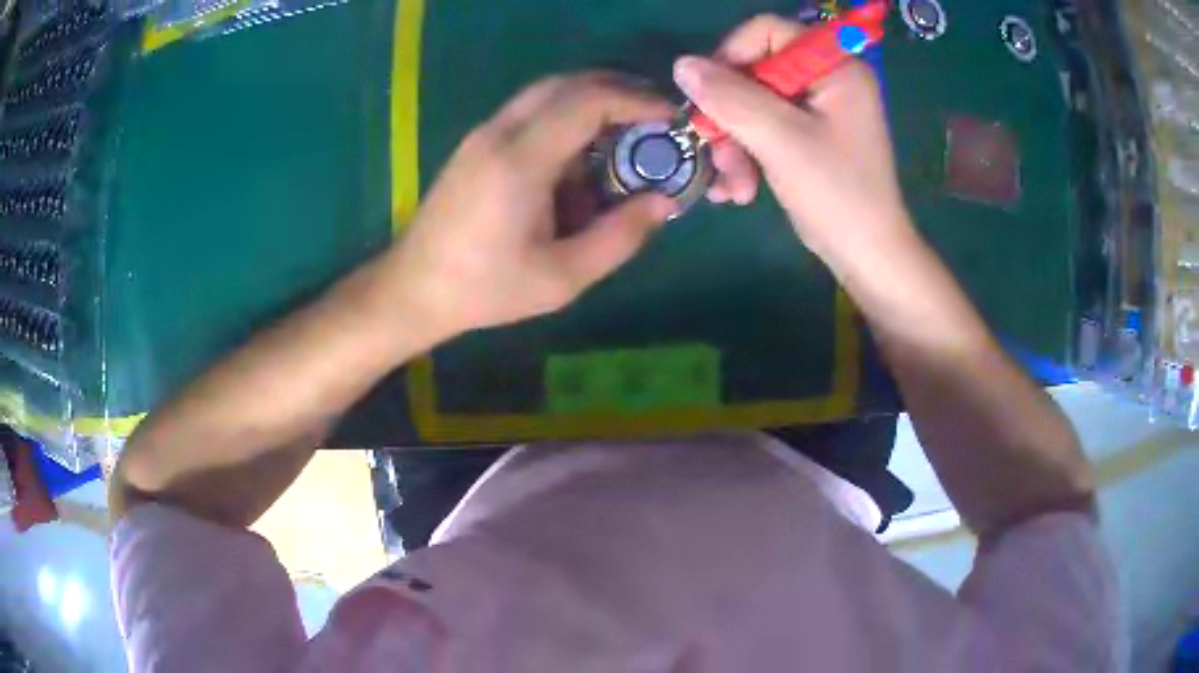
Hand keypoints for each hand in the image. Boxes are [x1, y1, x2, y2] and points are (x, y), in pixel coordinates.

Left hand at [388, 74, 676, 340]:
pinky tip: (580, 156)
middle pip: (566, 84)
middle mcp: (499, 132)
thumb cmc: (486, 289)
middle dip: (617, 91)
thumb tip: (664, 202)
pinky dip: (564, 118)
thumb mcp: (562, 278)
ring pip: (546, 93)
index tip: (669, 117)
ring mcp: (482, 134)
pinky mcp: (476, 144)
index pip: (587, 101)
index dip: (635, 101)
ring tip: (625, 135)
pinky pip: (529, 113)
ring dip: (590, 102)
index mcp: (520, 160)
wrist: (413, 289)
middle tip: (653, 118)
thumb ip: (619, 237)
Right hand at [674, 15, 912, 265]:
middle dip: (730, 118)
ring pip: (753, 106)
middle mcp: (827, 80)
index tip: (708, 95)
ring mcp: (818, 111)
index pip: (768, 32)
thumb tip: (682, 65)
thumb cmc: (837, 195)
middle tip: (716, 154)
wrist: (867, 258)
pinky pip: (764, 130)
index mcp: (835, 67)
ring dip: (734, 146)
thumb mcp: (780, 140)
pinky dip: (746, 157)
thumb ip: (730, 97)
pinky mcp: (808, 138)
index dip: (731, 55)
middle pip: (755, 72)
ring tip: (732, 189)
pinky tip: (737, 192)